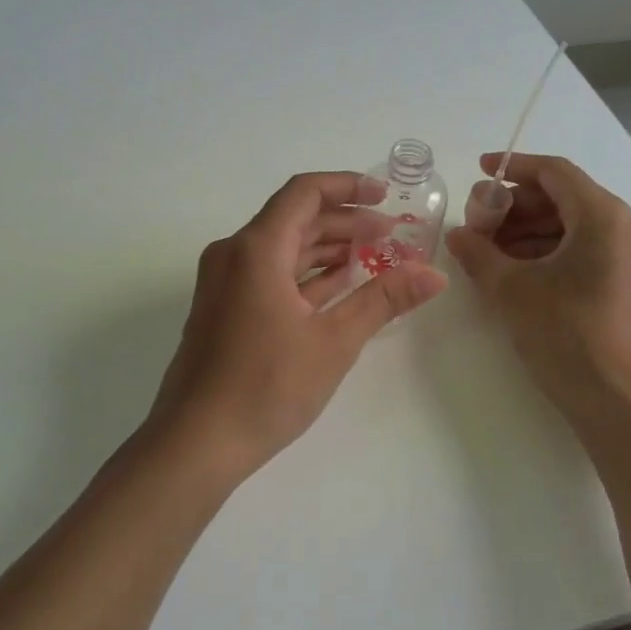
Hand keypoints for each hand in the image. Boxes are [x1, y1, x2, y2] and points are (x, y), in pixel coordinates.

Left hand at [148, 171, 447, 481]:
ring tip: (373, 257)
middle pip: (294, 219)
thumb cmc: (266, 386)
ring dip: (326, 248)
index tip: (386, 196)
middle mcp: (234, 255)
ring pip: (282, 248)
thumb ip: (384, 300)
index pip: (304, 193)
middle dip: (345, 221)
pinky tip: (338, 285)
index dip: (348, 187)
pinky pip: (269, 274)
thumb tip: (434, 275)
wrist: (196, 442)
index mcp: (255, 249)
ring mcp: (225, 283)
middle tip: (391, 234)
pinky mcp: (224, 310)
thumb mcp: (334, 341)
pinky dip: (305, 274)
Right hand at [445, 153, 630, 419]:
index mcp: (603, 216)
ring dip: (529, 230)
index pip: (554, 172)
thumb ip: (478, 253)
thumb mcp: (511, 290)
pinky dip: (549, 251)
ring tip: (489, 249)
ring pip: (573, 225)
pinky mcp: (629, 282)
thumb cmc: (566, 335)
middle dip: (516, 205)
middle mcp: (625, 226)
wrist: (620, 402)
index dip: (513, 167)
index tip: (478, 171)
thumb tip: (458, 234)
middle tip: (477, 221)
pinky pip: (585, 249)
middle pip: (564, 197)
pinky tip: (516, 270)